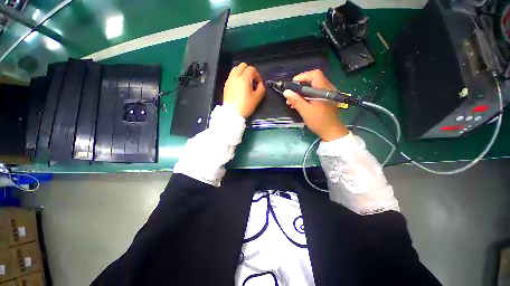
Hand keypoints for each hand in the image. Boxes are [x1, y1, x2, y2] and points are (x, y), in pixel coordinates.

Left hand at [223, 63, 264, 117]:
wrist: (232, 113)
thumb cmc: (245, 106)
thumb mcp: (257, 98)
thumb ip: (261, 88)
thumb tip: (260, 84)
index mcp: (243, 78)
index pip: (252, 69)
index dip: (257, 75)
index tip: (259, 83)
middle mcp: (235, 76)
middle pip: (243, 65)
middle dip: (249, 71)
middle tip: (253, 80)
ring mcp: (229, 80)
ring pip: (236, 69)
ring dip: (242, 72)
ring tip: (246, 82)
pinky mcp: (226, 85)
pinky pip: (232, 76)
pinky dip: (237, 77)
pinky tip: (240, 86)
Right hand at [283, 70, 348, 140]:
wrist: (331, 132)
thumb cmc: (319, 121)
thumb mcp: (305, 111)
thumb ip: (296, 100)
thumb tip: (286, 92)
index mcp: (324, 90)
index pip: (314, 75)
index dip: (302, 77)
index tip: (292, 85)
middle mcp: (327, 89)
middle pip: (312, 80)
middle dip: (299, 87)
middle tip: (290, 95)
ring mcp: (326, 94)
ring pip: (312, 88)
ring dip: (300, 93)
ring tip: (291, 101)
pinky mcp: (325, 99)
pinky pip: (314, 94)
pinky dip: (305, 97)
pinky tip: (298, 104)